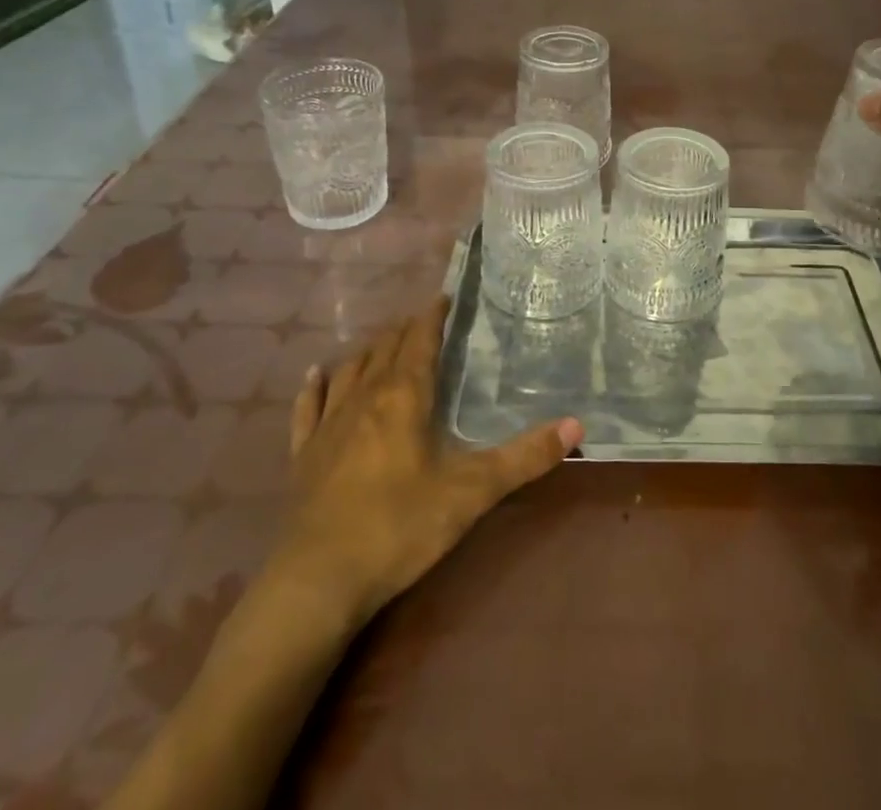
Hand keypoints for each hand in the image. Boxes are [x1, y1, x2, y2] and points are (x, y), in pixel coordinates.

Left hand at [266, 299, 582, 632]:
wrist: (316, 582)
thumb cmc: (399, 527)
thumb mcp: (472, 492)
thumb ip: (524, 458)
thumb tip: (577, 425)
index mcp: (404, 396)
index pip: (420, 340)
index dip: (433, 317)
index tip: (444, 297)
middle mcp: (364, 398)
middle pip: (385, 349)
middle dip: (406, 330)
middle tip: (424, 321)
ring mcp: (328, 425)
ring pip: (350, 371)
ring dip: (369, 351)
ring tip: (384, 342)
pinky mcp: (303, 456)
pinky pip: (308, 408)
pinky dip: (315, 387)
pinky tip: (316, 375)